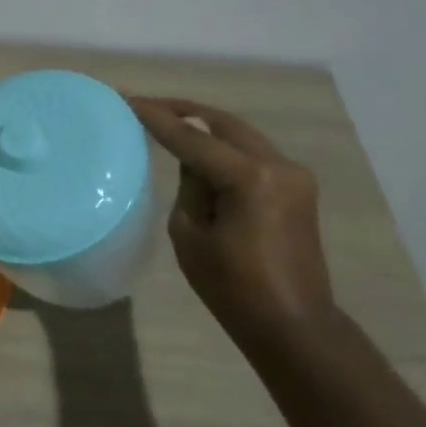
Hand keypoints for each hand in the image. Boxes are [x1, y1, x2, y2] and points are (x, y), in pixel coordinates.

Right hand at [129, 97, 335, 343]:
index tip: (128, 100)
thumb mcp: (190, 235)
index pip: (194, 138)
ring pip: (241, 135)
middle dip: (185, 111)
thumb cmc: (233, 288)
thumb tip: (192, 163)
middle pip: (224, 124)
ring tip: (168, 121)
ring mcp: (294, 175)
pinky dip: (224, 146)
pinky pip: (252, 153)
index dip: (158, 119)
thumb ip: (189, 187)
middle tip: (147, 106)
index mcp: (251, 179)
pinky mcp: (297, 188)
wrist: (294, 326)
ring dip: (206, 127)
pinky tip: (200, 149)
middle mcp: (279, 166)